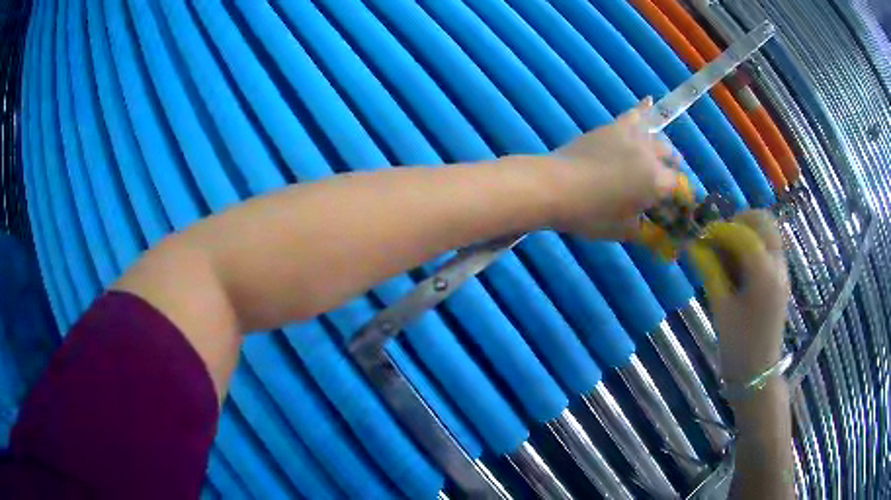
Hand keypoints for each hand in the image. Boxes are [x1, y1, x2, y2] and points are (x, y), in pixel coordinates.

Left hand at [546, 98, 681, 238]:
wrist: (556, 186)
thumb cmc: (590, 214)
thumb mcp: (622, 231)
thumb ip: (644, 230)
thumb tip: (653, 229)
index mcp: (657, 182)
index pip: (677, 186)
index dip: (674, 196)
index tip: (666, 203)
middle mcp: (651, 155)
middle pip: (670, 157)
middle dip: (668, 169)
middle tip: (656, 182)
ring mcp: (632, 136)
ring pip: (656, 137)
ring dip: (658, 148)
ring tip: (653, 156)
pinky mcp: (613, 127)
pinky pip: (634, 114)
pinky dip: (644, 109)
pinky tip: (650, 101)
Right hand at [689, 211, 790, 386]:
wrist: (758, 372)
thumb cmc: (738, 344)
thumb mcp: (721, 308)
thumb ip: (710, 271)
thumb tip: (693, 245)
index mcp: (764, 274)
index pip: (744, 233)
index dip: (721, 229)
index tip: (703, 237)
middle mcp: (778, 266)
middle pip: (764, 221)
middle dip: (740, 221)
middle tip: (721, 238)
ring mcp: (782, 271)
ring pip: (769, 232)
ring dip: (748, 231)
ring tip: (729, 253)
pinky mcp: (781, 278)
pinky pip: (770, 247)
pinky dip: (754, 245)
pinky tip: (739, 267)